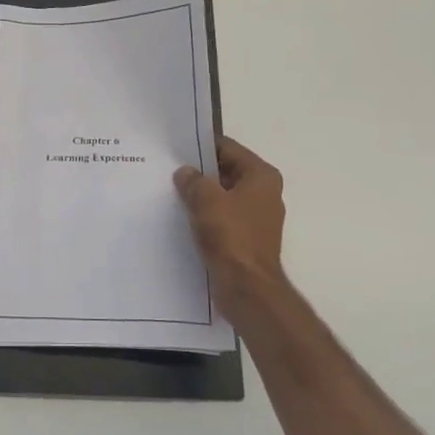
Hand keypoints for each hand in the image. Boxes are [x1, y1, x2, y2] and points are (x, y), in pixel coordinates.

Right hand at [174, 136, 288, 322]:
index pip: (228, 148)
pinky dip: (207, 216)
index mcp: (262, 176)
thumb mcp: (206, 199)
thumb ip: (193, 180)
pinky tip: (184, 218)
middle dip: (200, 173)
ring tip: (172, 194)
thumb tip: (185, 173)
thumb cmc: (231, 236)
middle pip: (227, 172)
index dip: (202, 146)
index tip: (176, 148)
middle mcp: (265, 193)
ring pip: (223, 197)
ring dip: (202, 196)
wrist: (247, 288)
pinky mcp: (247, 239)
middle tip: (169, 170)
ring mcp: (257, 218)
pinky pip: (223, 218)